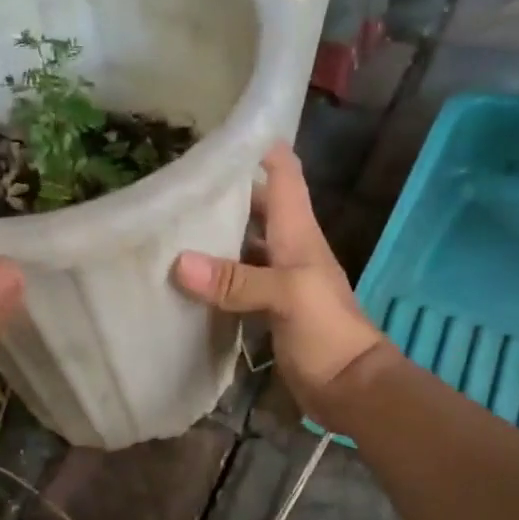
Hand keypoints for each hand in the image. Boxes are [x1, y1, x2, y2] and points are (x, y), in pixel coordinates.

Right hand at [171, 143, 388, 425]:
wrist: (349, 387)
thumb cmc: (328, 331)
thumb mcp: (286, 297)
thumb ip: (236, 279)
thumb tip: (179, 263)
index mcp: (298, 231)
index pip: (283, 172)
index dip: (257, 145)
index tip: (216, 132)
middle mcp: (287, 246)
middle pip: (256, 204)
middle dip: (223, 189)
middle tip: (174, 179)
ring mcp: (276, 278)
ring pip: (242, 242)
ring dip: (213, 233)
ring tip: (168, 220)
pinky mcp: (266, 307)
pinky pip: (235, 280)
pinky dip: (213, 274)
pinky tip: (183, 274)